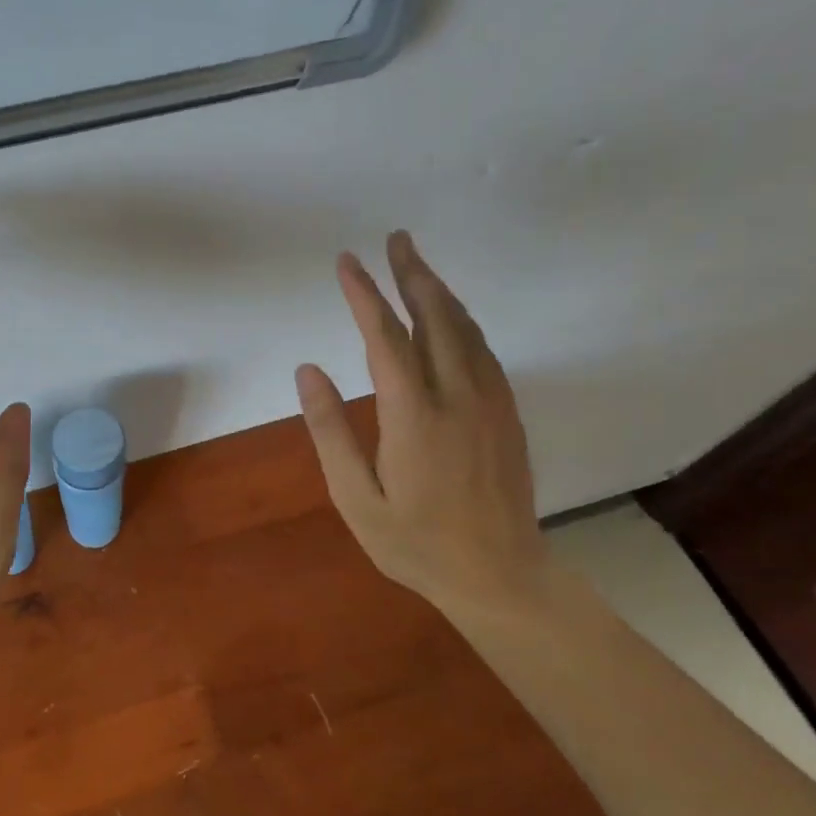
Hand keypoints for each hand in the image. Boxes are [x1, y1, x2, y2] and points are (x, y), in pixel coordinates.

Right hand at [294, 230, 557, 616]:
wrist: (501, 576)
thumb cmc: (416, 543)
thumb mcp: (356, 498)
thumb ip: (330, 432)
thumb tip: (308, 371)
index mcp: (415, 416)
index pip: (385, 337)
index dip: (364, 294)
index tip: (346, 262)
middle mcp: (458, 397)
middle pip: (436, 318)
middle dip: (413, 274)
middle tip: (396, 240)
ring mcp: (490, 403)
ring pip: (466, 330)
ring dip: (440, 292)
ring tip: (417, 266)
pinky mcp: (507, 414)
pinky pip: (483, 352)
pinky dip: (462, 322)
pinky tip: (450, 318)